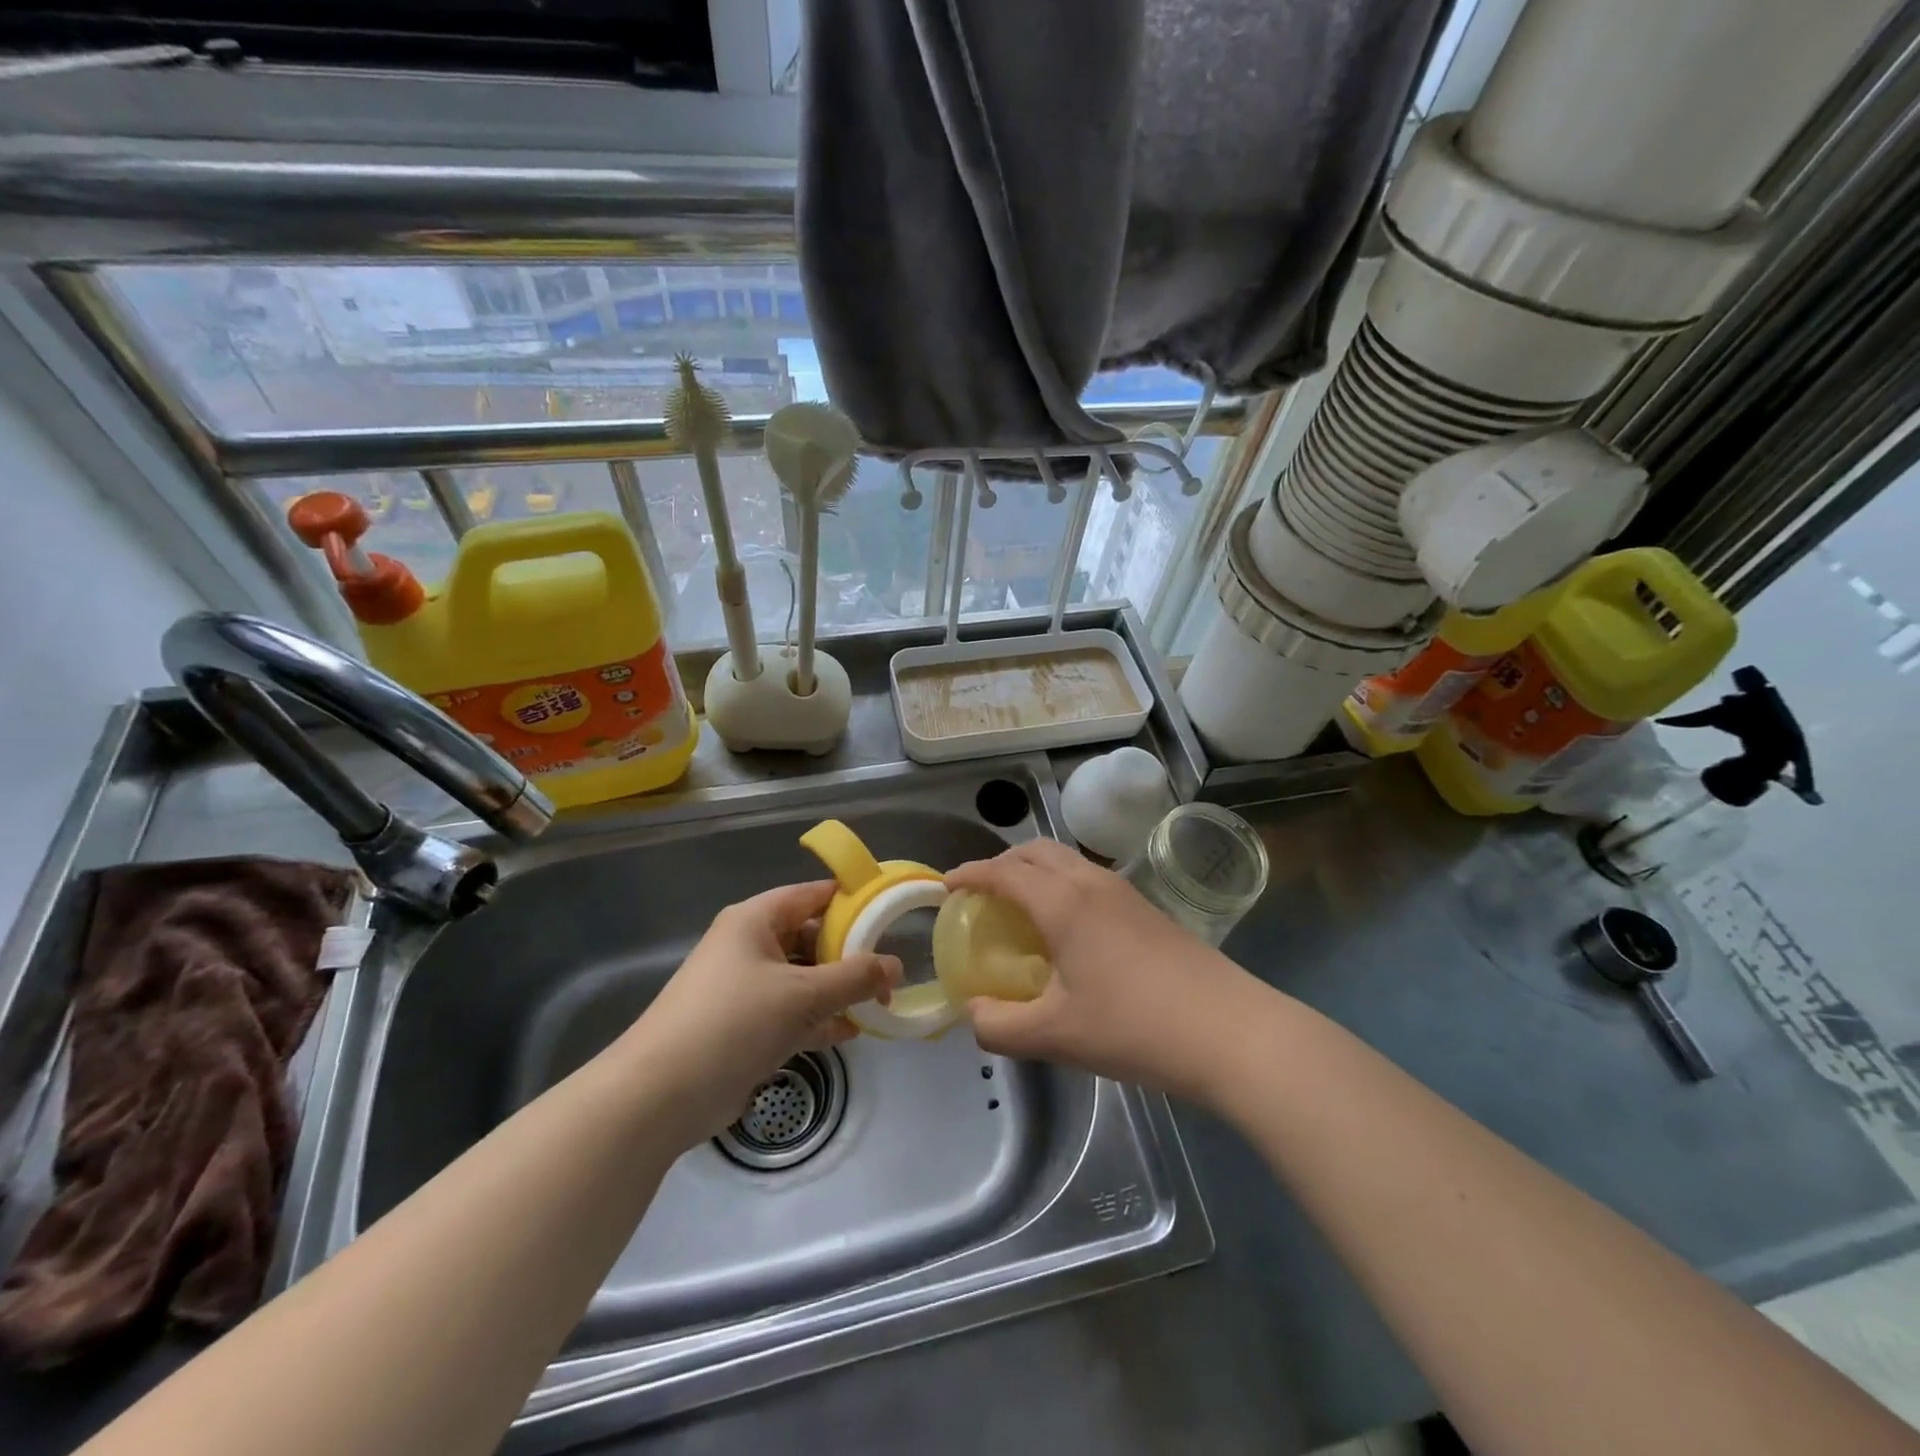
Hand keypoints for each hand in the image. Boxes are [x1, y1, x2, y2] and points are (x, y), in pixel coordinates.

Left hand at [620, 881, 900, 1149]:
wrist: (660, 1096)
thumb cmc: (734, 1022)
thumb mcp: (803, 995)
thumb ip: (855, 978)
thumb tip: (896, 966)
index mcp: (755, 920)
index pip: (812, 895)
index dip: (851, 900)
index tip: (890, 913)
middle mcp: (748, 946)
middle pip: (810, 937)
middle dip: (850, 954)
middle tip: (888, 970)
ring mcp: (744, 988)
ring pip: (802, 978)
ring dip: (837, 991)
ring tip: (878, 1004)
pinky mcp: (742, 1026)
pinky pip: (790, 1012)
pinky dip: (818, 1020)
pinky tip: (850, 1033)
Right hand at [946, 839, 1270, 1105]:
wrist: (1230, 1031)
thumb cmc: (1134, 1028)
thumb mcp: (1055, 1036)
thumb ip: (1000, 1027)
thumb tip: (974, 1013)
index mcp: (1063, 903)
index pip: (1003, 872)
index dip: (970, 874)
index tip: (945, 885)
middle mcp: (1092, 883)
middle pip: (1036, 851)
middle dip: (1002, 863)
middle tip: (981, 894)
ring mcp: (1125, 892)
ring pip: (1067, 861)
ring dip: (1035, 871)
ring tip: (1020, 909)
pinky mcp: (1147, 909)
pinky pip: (1089, 878)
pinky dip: (1062, 885)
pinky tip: (1067, 929)